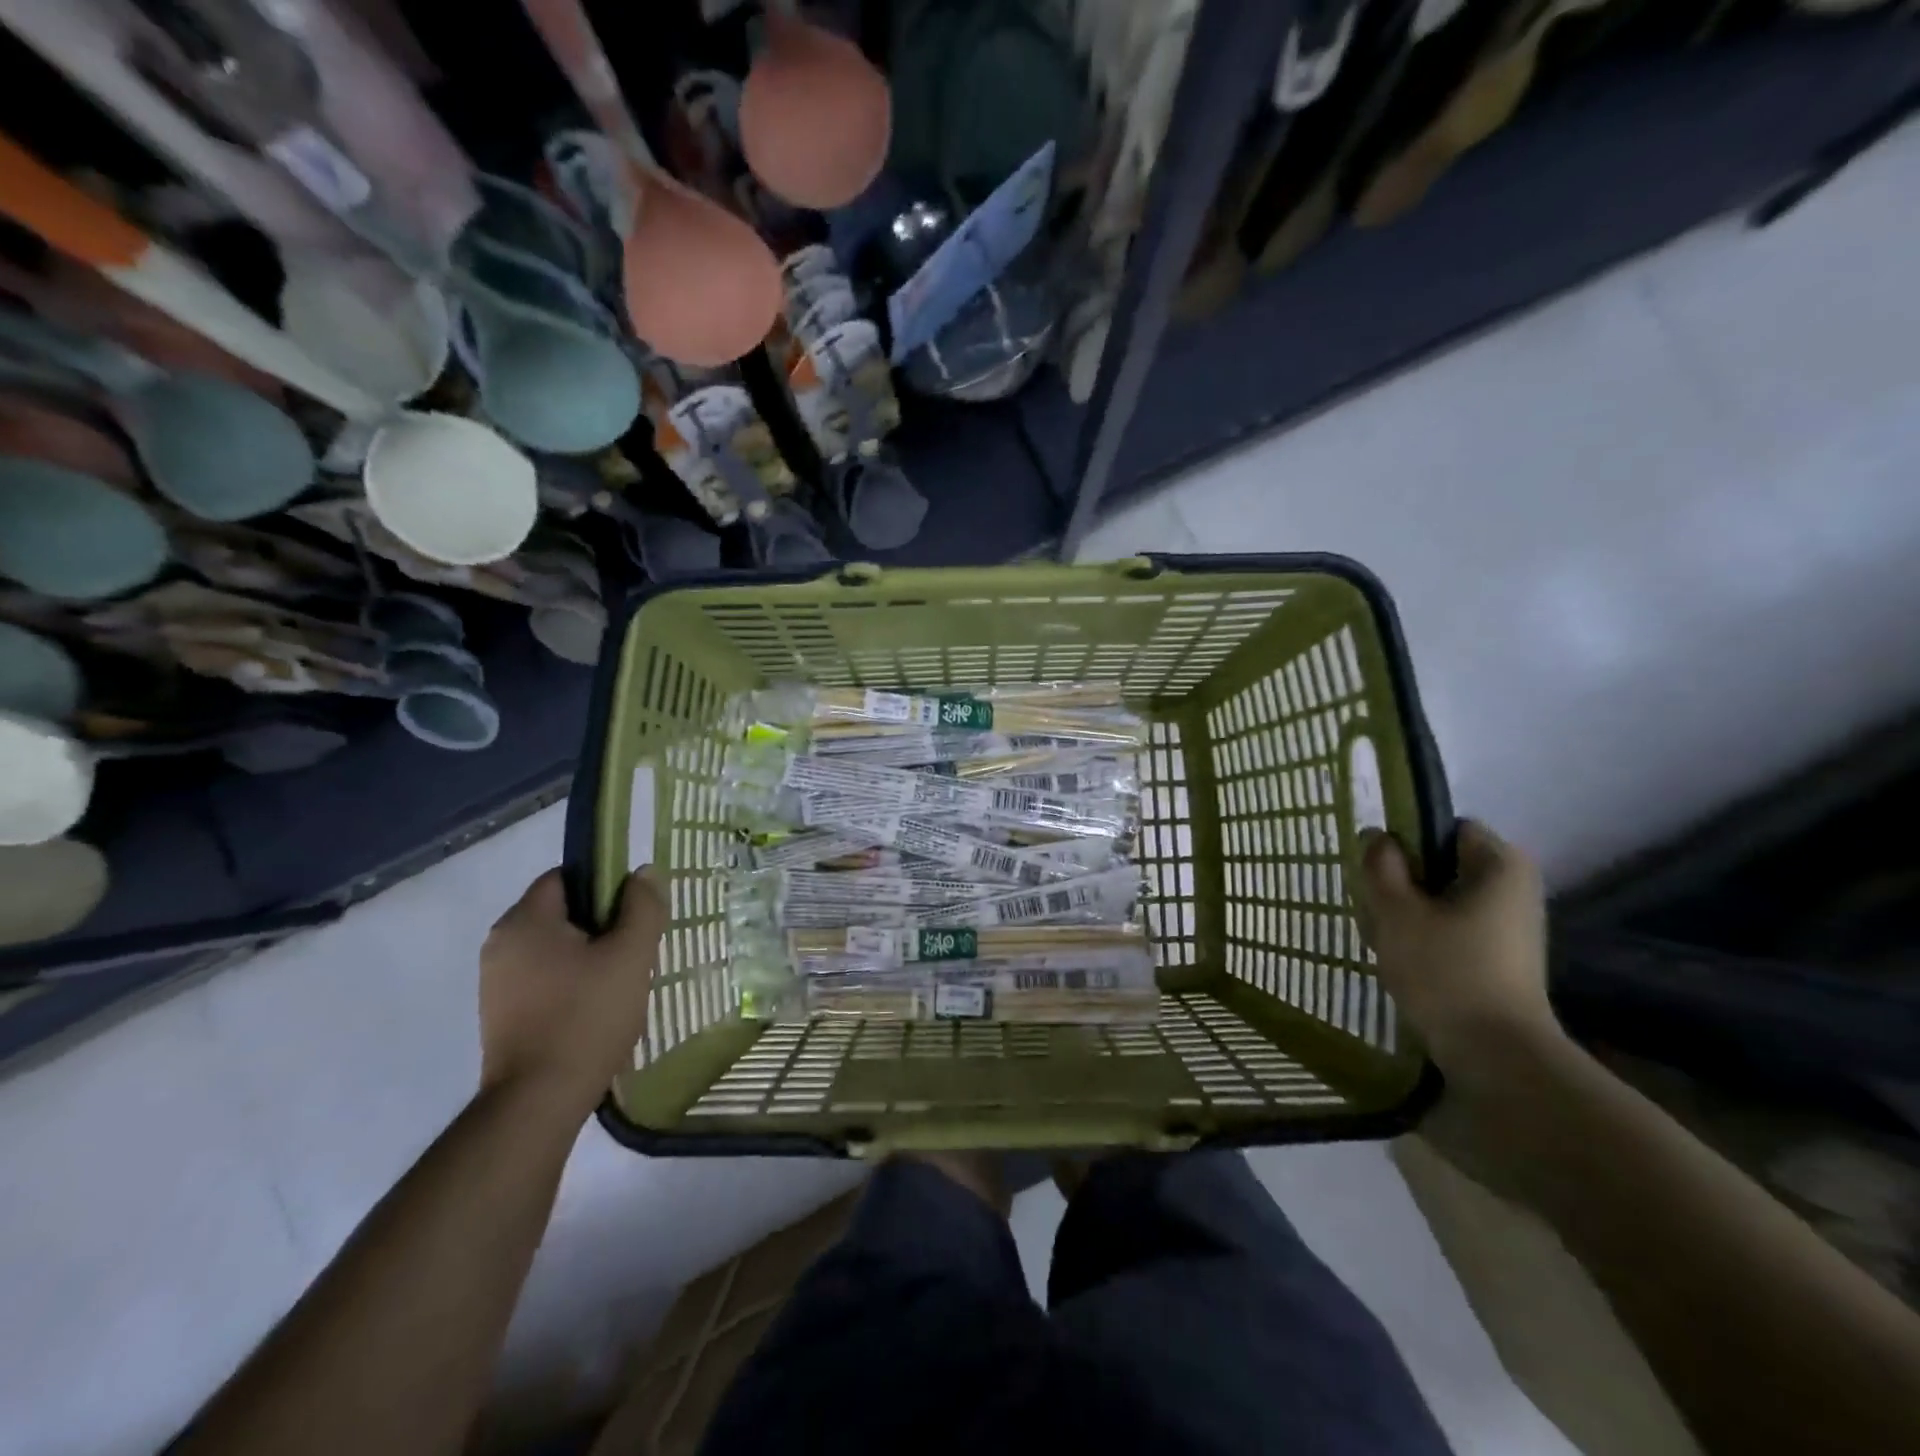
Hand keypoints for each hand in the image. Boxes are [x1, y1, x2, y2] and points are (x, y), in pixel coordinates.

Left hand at [478, 867, 666, 1121]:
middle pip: (562, 912)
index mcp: (525, 920)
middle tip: (636, 949)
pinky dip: (571, 982)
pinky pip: (543, 978)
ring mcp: (495, 982)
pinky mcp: (499, 1014)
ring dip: (589, 956)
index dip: (604, 884)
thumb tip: (644, 871)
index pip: (566, 876)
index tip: (635, 911)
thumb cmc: (586, 1018)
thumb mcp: (631, 955)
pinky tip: (597, 1008)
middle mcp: (500, 943)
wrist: (538, 1102)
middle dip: (602, 924)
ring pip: (555, 948)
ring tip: (621, 982)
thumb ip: (642, 907)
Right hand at [1352, 821, 1563, 1099]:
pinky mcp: (1501, 960)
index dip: (1407, 841)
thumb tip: (1377, 837)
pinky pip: (1453, 930)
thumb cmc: (1446, 971)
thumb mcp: (1395, 911)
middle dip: (1403, 882)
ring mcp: (1511, 927)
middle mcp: (1514, 889)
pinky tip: (1403, 962)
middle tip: (1376, 908)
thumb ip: (1380, 866)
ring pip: (1442, 900)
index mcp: (1500, 865)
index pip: (1446, 827)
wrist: (1496, 1057)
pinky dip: (1425, 938)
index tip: (1379, 871)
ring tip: (1386, 939)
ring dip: (1409, 913)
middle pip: (1442, 865)